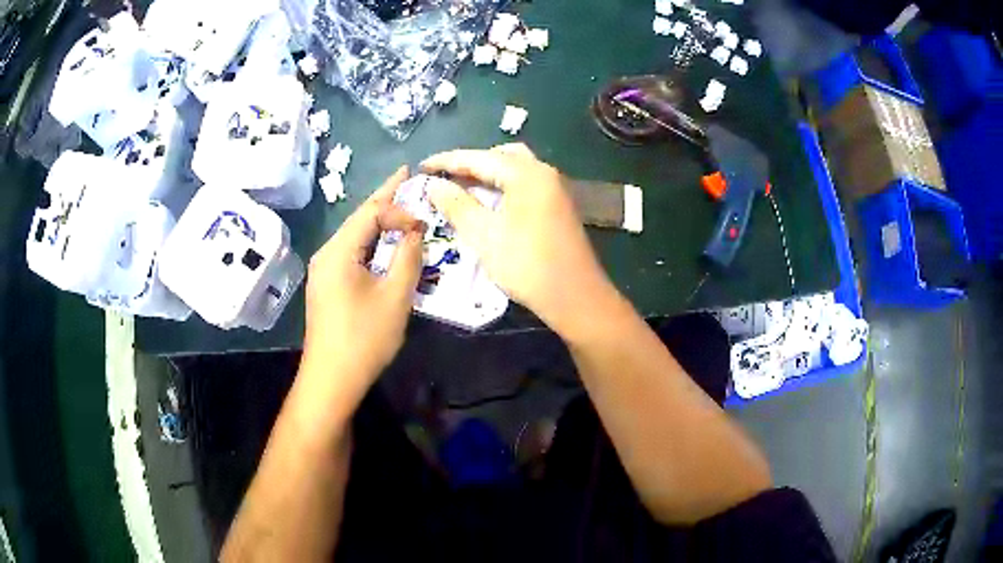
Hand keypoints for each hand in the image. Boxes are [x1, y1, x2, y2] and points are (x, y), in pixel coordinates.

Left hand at [302, 167, 425, 401]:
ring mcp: (324, 271)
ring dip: (378, 221)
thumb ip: (408, 257)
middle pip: (359, 218)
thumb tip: (415, 232)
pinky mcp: (327, 286)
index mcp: (338, 251)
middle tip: (406, 174)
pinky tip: (383, 241)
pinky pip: (351, 253)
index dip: (400, 209)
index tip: (425, 221)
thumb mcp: (395, 297)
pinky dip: (370, 242)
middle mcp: (326, 254)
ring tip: (399, 201)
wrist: (332, 379)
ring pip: (355, 236)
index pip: (371, 213)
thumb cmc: (364, 338)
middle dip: (385, 197)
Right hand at [421, 144, 615, 334]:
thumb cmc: (527, 264)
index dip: (446, 161)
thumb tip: (433, 185)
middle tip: (444, 178)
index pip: (479, 158)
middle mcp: (543, 173)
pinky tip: (488, 204)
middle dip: (469, 164)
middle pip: (500, 156)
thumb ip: (457, 205)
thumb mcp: (484, 234)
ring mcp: (554, 190)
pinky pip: (524, 185)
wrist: (575, 297)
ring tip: (462, 189)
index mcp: (527, 173)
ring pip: (515, 170)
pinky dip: (503, 188)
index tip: (421, 166)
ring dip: (487, 175)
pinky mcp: (557, 207)